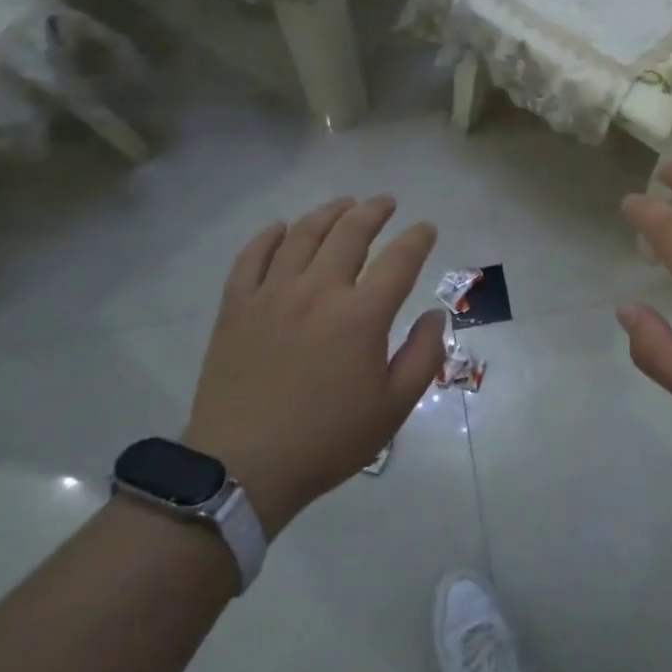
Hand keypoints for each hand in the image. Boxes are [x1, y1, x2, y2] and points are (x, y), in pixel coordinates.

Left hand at [185, 196, 443, 538]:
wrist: (242, 468)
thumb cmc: (327, 439)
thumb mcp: (393, 407)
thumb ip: (423, 355)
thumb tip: (434, 314)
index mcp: (361, 316)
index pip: (399, 260)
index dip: (418, 238)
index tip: (427, 229)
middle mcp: (318, 291)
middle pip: (349, 233)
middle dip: (373, 211)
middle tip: (386, 202)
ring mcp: (272, 295)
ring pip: (302, 235)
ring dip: (328, 213)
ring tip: (344, 204)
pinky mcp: (237, 307)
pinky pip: (252, 257)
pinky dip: (269, 236)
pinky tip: (281, 228)